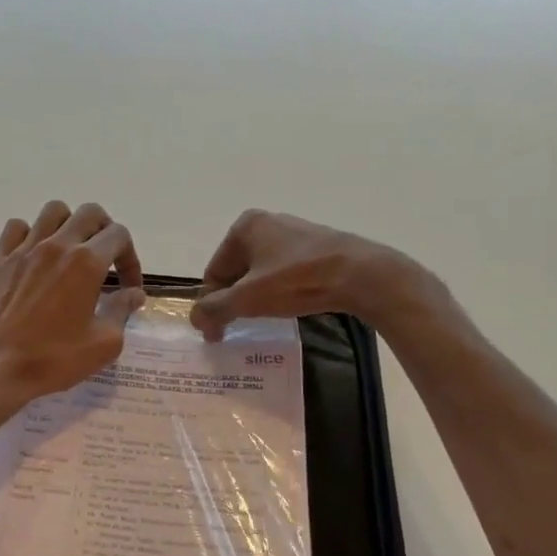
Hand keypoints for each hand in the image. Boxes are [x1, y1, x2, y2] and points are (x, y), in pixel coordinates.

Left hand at [0, 201, 145, 419]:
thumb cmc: (53, 359)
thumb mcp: (103, 344)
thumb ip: (122, 311)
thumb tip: (134, 294)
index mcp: (86, 262)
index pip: (119, 236)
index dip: (131, 259)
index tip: (128, 287)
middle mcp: (57, 245)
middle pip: (90, 213)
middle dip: (106, 232)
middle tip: (106, 261)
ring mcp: (24, 248)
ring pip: (54, 211)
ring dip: (70, 225)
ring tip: (72, 252)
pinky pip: (17, 227)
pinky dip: (31, 234)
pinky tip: (35, 256)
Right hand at [191, 210, 420, 339]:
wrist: (361, 274)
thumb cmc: (297, 281)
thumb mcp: (249, 299)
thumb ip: (215, 309)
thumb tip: (195, 319)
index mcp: (244, 226)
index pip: (214, 271)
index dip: (211, 304)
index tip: (217, 333)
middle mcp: (266, 222)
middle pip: (236, 270)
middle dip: (234, 299)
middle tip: (239, 328)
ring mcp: (293, 231)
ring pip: (261, 271)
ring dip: (257, 296)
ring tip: (265, 319)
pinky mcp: (315, 245)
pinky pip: (284, 270)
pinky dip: (279, 289)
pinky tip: (290, 305)